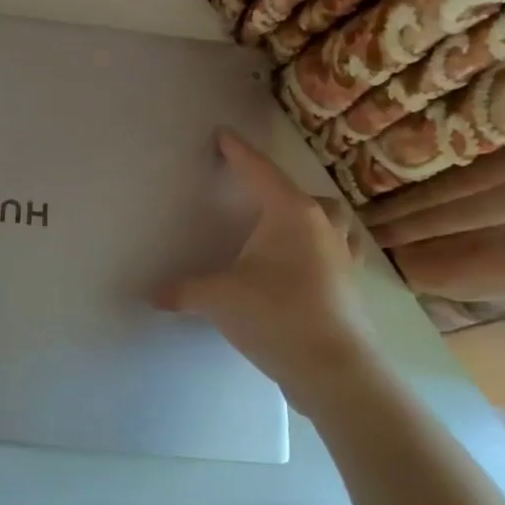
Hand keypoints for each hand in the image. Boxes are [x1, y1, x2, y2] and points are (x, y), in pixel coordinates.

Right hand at [154, 129, 371, 406]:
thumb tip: (153, 294)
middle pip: (308, 196)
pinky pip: (338, 256)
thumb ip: (183, 290)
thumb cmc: (275, 315)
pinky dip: (321, 253)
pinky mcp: (351, 289)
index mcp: (291, 214)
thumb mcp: (217, 298)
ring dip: (313, 220)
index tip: (224, 135)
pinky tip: (304, 271)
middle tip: (259, 197)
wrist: (335, 369)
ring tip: (289, 230)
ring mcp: (343, 258)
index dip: (239, 153)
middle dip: (283, 191)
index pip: (259, 172)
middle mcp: (323, 228)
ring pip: (333, 224)